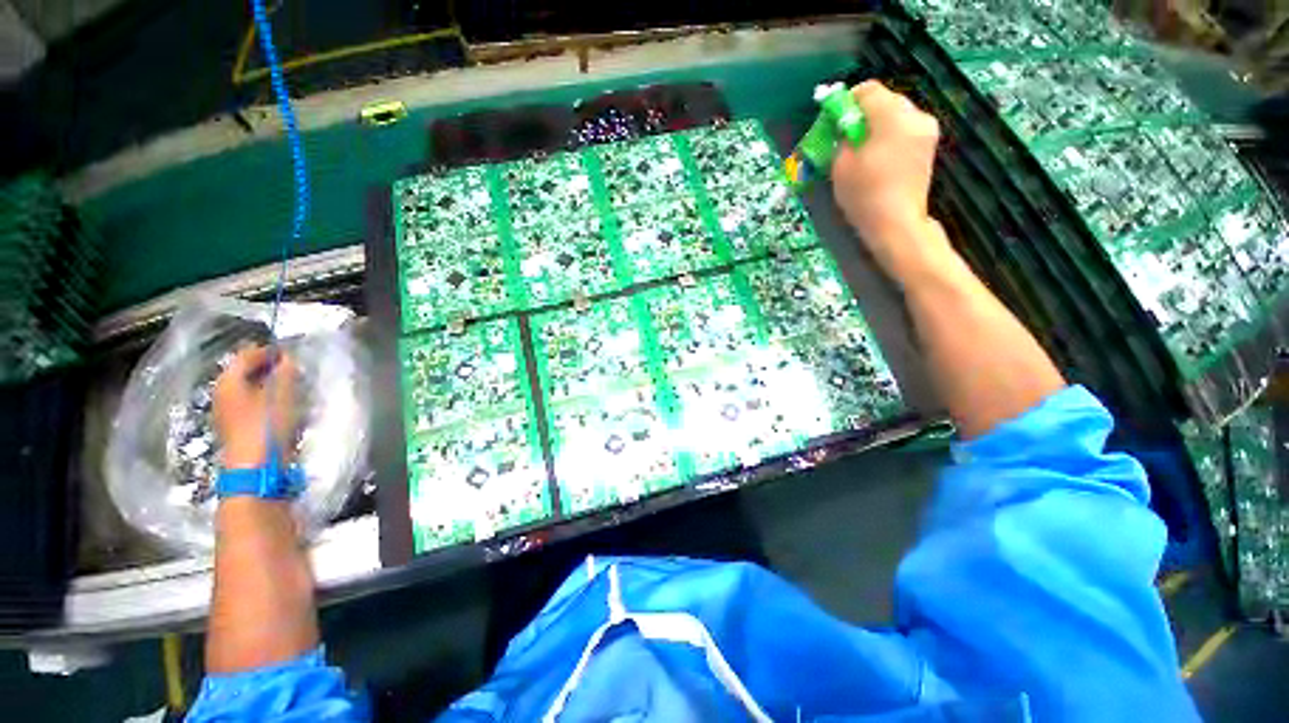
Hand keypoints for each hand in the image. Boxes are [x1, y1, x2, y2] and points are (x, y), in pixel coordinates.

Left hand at [213, 345, 297, 469]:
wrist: (255, 468)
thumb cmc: (266, 426)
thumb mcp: (282, 396)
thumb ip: (286, 373)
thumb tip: (289, 357)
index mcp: (229, 381)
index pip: (246, 355)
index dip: (268, 351)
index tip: (291, 351)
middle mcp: (222, 393)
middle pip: (244, 371)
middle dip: (268, 367)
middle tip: (293, 367)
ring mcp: (227, 412)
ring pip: (248, 388)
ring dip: (268, 383)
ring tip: (292, 384)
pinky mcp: (236, 427)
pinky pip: (251, 403)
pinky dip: (266, 398)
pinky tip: (283, 404)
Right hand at [831, 81, 944, 277]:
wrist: (896, 223)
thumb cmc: (864, 195)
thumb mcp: (841, 165)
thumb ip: (842, 138)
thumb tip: (845, 128)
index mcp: (891, 116)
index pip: (868, 90)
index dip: (848, 101)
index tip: (835, 119)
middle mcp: (914, 115)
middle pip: (885, 100)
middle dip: (864, 114)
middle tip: (847, 137)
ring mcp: (927, 130)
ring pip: (897, 115)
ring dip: (878, 125)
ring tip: (863, 150)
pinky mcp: (929, 146)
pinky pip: (906, 129)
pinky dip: (891, 136)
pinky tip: (880, 158)